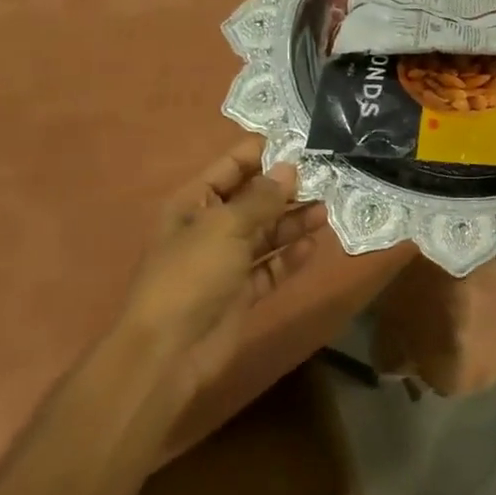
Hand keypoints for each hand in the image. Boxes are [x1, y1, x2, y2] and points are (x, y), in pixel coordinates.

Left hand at [116, 137, 328, 384]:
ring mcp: (227, 262)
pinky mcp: (242, 291)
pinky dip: (290, 257)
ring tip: (325, 209)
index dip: (264, 154)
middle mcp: (211, 228)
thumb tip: (289, 169)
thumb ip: (261, 198)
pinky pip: (271, 267)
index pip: (232, 167)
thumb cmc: (191, 275)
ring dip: (294, 222)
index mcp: (195, 204)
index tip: (302, 143)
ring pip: (267, 233)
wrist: (169, 350)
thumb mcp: (225, 227)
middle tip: (326, 177)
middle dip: (286, 189)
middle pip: (254, 200)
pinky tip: (313, 245)